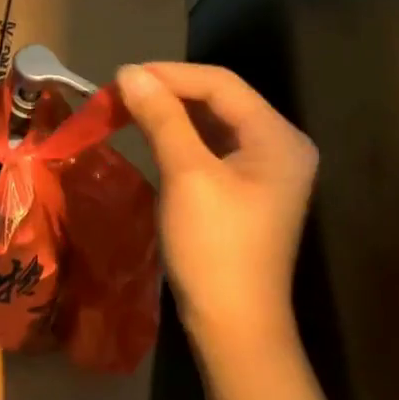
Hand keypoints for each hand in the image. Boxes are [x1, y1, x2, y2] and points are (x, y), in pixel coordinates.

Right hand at [115, 62, 317, 359]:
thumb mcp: (187, 175)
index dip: (170, 74)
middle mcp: (279, 145)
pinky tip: (150, 136)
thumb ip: (161, 117)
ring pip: (212, 123)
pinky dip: (178, 138)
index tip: (121, 77)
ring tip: (127, 108)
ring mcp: (264, 170)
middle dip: (168, 91)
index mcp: (278, 137)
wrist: (234, 326)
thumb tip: (129, 72)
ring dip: (170, 113)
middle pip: (219, 100)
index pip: (221, 83)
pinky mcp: (246, 191)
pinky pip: (211, 148)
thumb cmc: (215, 247)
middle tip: (119, 93)